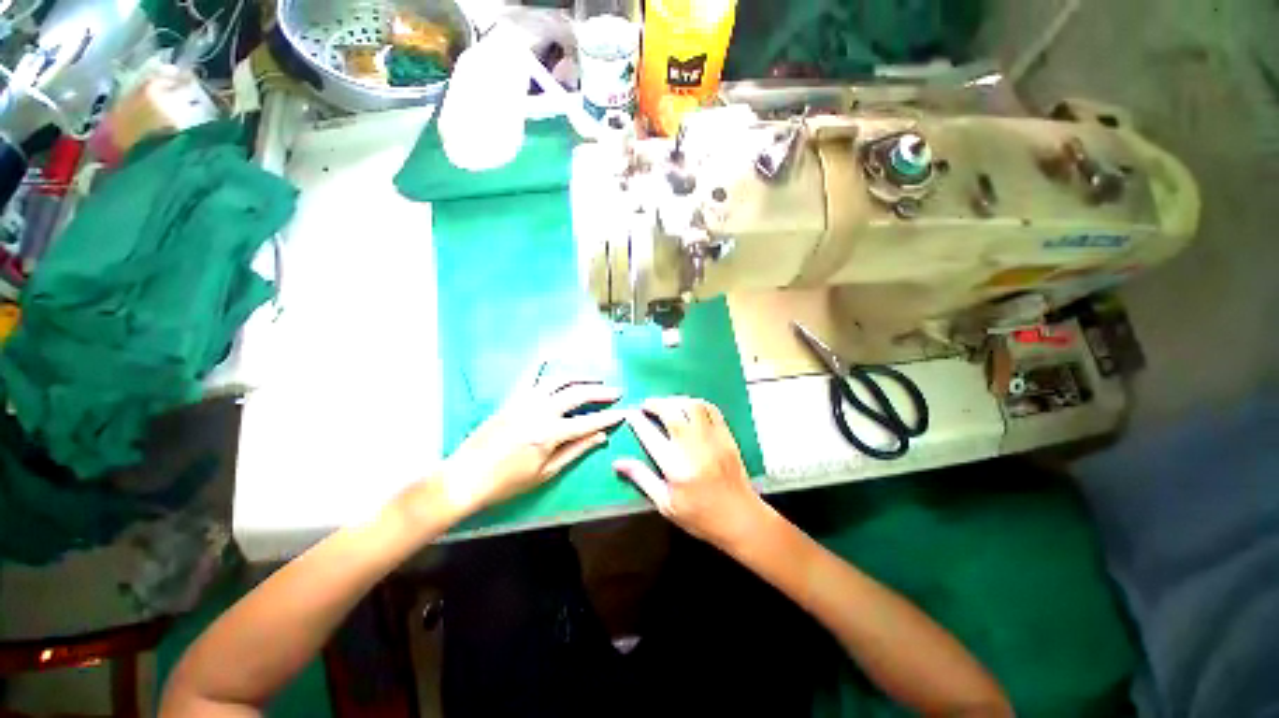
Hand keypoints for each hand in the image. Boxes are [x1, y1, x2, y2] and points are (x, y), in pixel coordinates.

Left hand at [440, 373, 624, 516]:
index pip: (588, 421)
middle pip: (577, 394)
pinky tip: (550, 356)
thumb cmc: (507, 482)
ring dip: (580, 377)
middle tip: (617, 392)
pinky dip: (541, 365)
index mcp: (549, 433)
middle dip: (600, 392)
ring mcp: (524, 400)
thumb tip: (601, 436)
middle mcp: (540, 410)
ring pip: (558, 380)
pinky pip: (529, 376)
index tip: (624, 412)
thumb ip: (575, 451)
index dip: (609, 417)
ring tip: (596, 379)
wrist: (465, 477)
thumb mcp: (546, 473)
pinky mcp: (512, 397)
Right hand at [614, 397, 765, 549]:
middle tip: (647, 404)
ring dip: (676, 400)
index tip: (630, 414)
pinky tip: (690, 407)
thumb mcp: (666, 504)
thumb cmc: (700, 516)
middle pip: (671, 412)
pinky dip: (698, 403)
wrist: (741, 518)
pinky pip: (711, 409)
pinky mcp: (727, 436)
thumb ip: (642, 478)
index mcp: (675, 466)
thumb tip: (618, 463)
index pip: (650, 435)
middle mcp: (693, 447)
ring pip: (692, 406)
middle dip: (655, 404)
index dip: (637, 421)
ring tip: (667, 404)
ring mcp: (712, 439)